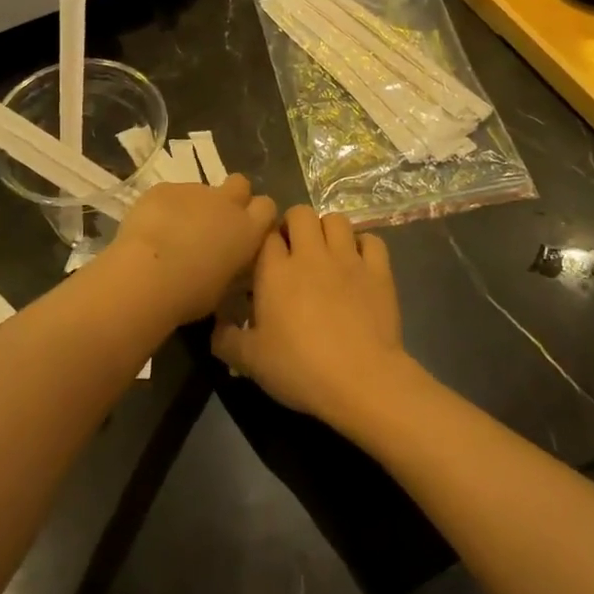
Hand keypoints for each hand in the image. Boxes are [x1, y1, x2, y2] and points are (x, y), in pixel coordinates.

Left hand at [108, 174, 278, 326]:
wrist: (146, 274)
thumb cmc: (190, 293)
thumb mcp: (224, 287)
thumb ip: (232, 264)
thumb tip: (228, 261)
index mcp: (247, 229)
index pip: (267, 207)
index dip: (257, 215)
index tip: (247, 230)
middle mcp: (226, 202)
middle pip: (240, 184)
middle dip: (232, 197)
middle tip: (215, 222)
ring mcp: (194, 190)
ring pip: (201, 190)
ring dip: (194, 206)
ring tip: (173, 233)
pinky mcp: (164, 188)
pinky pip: (170, 193)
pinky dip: (165, 207)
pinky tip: (151, 229)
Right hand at [211, 206, 412, 430]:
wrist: (361, 380)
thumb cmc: (300, 368)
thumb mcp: (250, 362)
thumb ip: (226, 340)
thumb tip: (215, 327)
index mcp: (275, 270)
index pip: (266, 235)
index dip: (265, 243)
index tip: (265, 262)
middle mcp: (310, 254)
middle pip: (300, 213)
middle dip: (295, 224)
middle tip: (294, 250)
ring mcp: (347, 259)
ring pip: (336, 219)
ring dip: (328, 230)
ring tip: (326, 251)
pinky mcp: (378, 271)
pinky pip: (372, 240)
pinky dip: (364, 245)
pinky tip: (359, 262)